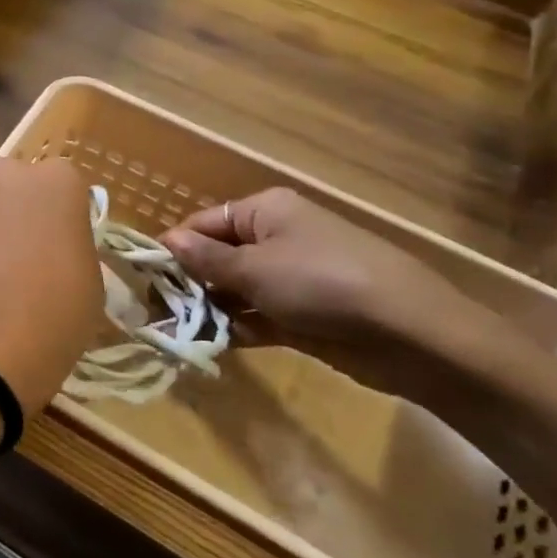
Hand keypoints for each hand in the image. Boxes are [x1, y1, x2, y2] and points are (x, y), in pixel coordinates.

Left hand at [0, 157, 102, 415]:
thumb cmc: (57, 307)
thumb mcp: (89, 279)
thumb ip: (71, 249)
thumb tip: (54, 252)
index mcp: (56, 180)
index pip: (65, 185)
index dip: (63, 216)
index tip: (64, 246)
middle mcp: (7, 177)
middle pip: (16, 189)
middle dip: (18, 215)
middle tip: (28, 258)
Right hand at [160, 187, 495, 400]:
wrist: (410, 333)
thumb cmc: (321, 282)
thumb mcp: (254, 268)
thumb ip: (206, 260)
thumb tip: (167, 239)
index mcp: (264, 212)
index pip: (204, 223)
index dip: (176, 248)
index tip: (146, 277)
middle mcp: (277, 238)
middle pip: (219, 257)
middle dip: (189, 283)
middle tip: (156, 311)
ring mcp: (292, 278)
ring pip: (236, 290)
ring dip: (209, 309)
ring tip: (176, 332)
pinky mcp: (305, 315)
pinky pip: (258, 316)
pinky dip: (236, 328)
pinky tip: (210, 344)